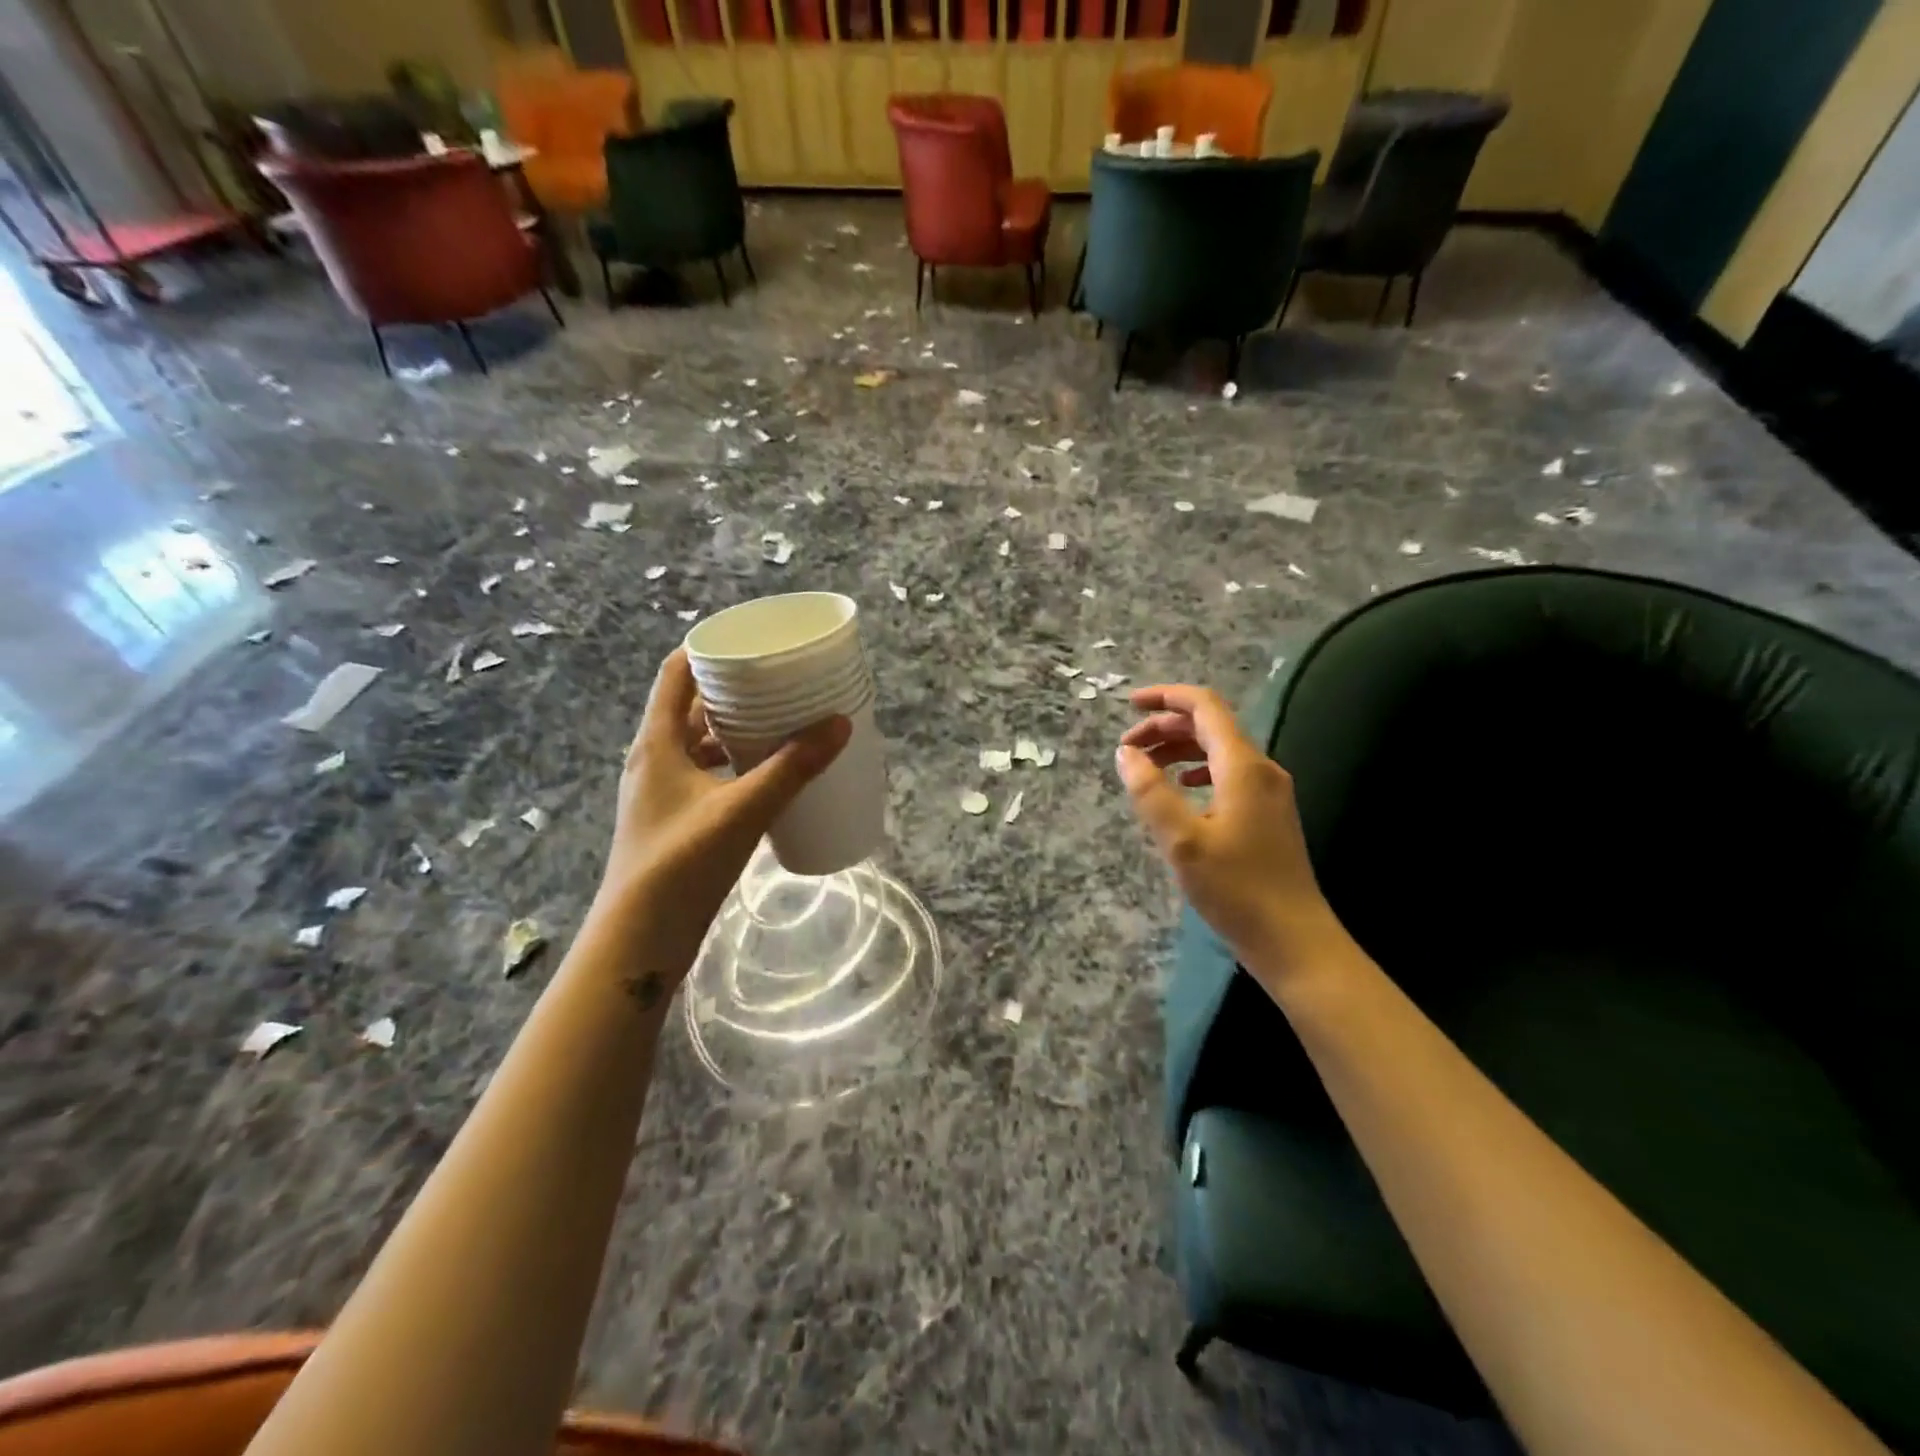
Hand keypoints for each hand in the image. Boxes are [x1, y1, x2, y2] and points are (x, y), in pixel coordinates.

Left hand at [598, 649, 849, 964]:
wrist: (640, 939)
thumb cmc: (681, 864)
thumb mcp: (742, 810)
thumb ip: (792, 768)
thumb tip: (840, 724)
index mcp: (656, 743)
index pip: (676, 674)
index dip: (709, 648)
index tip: (752, 639)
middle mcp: (654, 760)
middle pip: (691, 707)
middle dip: (734, 689)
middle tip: (780, 679)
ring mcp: (663, 792)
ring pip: (700, 743)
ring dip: (736, 728)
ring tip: (782, 720)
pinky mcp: (676, 819)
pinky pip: (708, 773)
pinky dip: (735, 763)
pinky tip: (768, 774)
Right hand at [1115, 684, 1350, 988]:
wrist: (1294, 939)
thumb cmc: (1235, 889)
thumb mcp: (1181, 841)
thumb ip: (1150, 792)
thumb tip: (1126, 753)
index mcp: (1242, 766)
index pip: (1204, 707)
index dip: (1165, 698)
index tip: (1128, 705)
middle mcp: (1261, 769)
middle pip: (1210, 726)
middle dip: (1165, 727)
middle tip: (1127, 747)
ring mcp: (1269, 791)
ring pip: (1219, 750)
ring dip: (1179, 750)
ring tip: (1145, 767)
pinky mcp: (1268, 813)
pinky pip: (1228, 773)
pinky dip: (1197, 770)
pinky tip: (1182, 788)